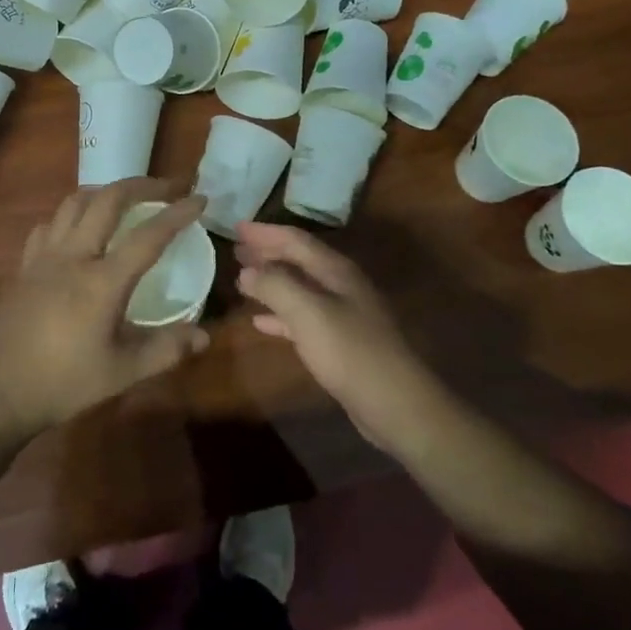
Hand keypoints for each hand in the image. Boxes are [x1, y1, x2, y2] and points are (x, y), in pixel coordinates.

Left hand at [0, 180, 210, 445]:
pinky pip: (50, 224)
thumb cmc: (60, 382)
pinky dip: (71, 214)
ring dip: (105, 192)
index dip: (178, 213)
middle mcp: (74, 256)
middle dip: (142, 185)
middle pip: (108, 200)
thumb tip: (204, 336)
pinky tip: (77, 228)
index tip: (200, 198)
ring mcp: (45, 256)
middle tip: (167, 186)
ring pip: (75, 202)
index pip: (149, 235)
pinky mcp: (25, 265)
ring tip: (125, 198)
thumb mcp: (120, 373)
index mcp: (103, 281)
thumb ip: (164, 351)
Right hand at [235, 222, 439, 451]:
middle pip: (298, 260)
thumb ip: (275, 285)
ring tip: (242, 280)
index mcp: (335, 270)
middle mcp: (340, 285)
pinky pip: (303, 317)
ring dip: (271, 281)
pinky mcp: (341, 341)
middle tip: (236, 249)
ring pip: (299, 287)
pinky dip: (280, 313)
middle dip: (267, 253)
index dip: (265, 232)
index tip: (236, 227)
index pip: (295, 239)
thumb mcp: (307, 312)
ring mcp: (343, 313)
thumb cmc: (350, 351)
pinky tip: (260, 322)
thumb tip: (247, 269)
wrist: (394, 402)